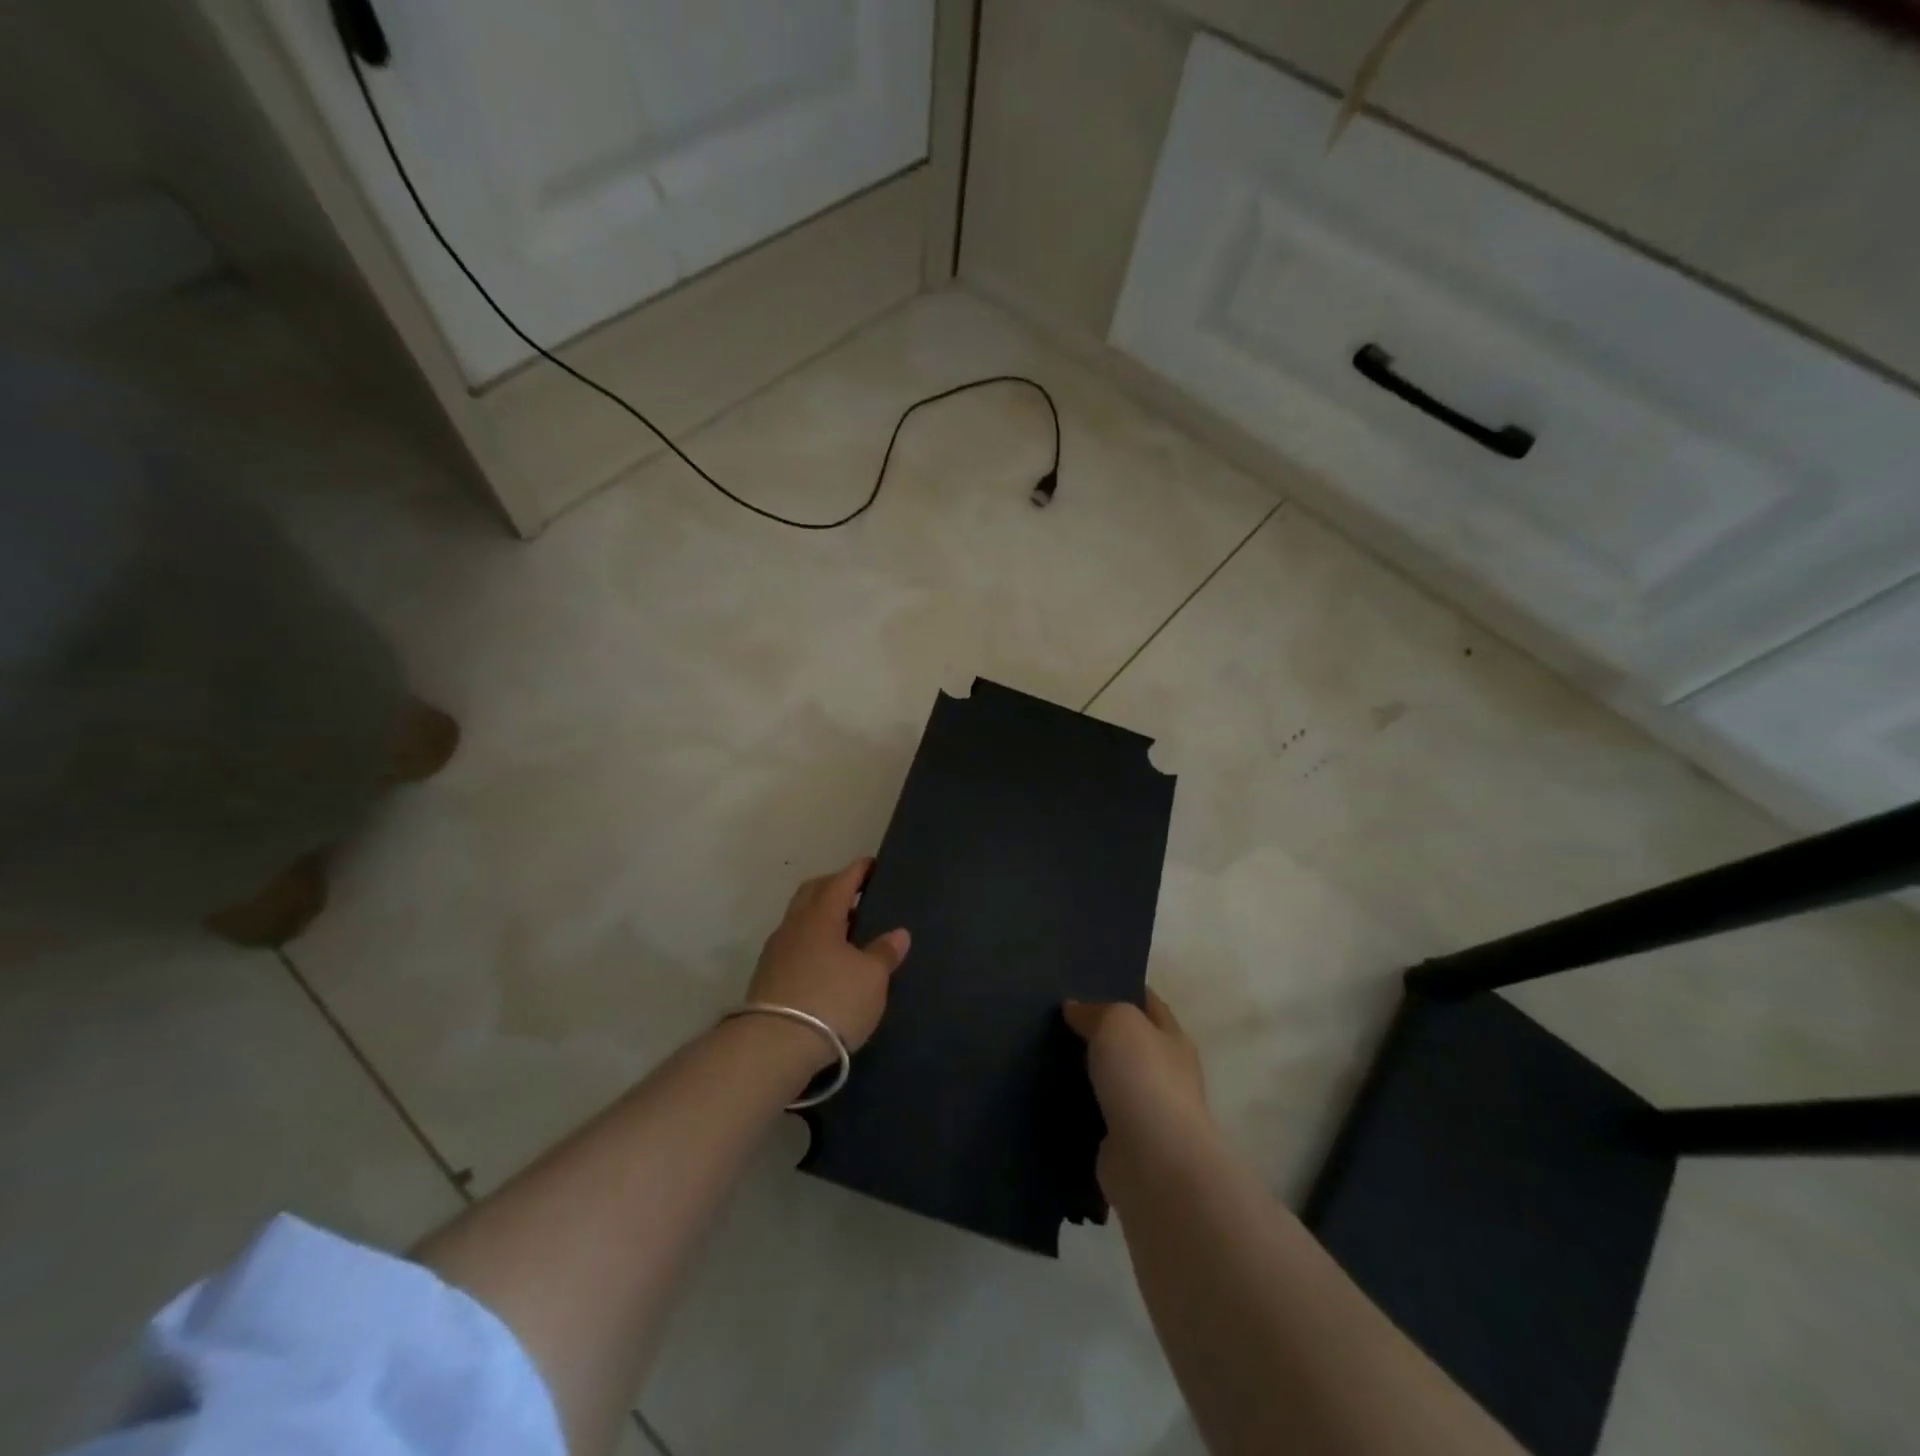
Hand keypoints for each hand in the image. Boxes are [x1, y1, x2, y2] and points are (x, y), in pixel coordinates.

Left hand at [747, 858, 909, 1067]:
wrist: (773, 1046)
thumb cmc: (831, 1000)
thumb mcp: (871, 978)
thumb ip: (884, 953)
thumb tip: (898, 933)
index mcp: (821, 915)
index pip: (841, 881)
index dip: (858, 871)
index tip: (871, 864)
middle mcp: (794, 925)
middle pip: (813, 893)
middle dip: (834, 887)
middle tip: (857, 893)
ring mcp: (776, 951)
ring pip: (800, 919)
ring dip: (821, 916)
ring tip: (845, 930)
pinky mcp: (766, 977)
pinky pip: (793, 944)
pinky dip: (811, 941)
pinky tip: (825, 960)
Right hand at [1064, 990, 1209, 1174]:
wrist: (1153, 1162)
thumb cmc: (1143, 1078)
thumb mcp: (1118, 1022)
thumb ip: (1096, 1010)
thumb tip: (1075, 1008)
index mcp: (1172, 1039)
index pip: (1149, 1003)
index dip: (1123, 988)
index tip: (1087, 979)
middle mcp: (1165, 1073)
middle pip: (1128, 1043)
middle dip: (1098, 1030)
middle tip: (1054, 1015)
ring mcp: (1145, 1112)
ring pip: (1109, 1080)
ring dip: (1085, 1071)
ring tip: (1043, 1052)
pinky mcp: (1123, 1144)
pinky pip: (1095, 1114)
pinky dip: (1077, 1106)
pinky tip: (1048, 1094)